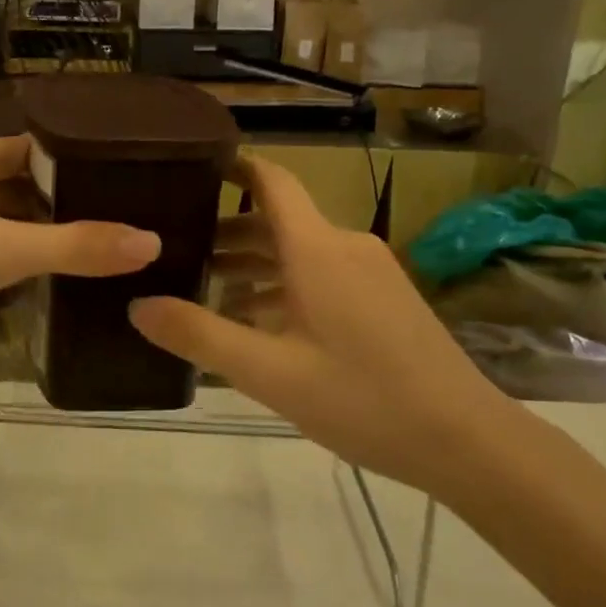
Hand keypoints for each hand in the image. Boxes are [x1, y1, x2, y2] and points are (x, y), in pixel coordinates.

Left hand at [0, 133, 160, 365]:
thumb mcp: (4, 252)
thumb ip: (77, 247)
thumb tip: (151, 243)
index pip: (26, 147)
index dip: (67, 166)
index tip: (110, 186)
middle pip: (4, 177)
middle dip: (46, 201)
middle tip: (98, 222)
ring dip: (17, 225)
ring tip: (67, 247)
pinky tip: (11, 270)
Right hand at [128, 155, 513, 495]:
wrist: (468, 440)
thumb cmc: (363, 398)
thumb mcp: (270, 372)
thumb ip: (199, 335)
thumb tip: (137, 305)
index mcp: (317, 249)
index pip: (271, 181)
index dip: (232, 166)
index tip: (189, 168)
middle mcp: (344, 246)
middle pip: (277, 220)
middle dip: (226, 231)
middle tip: (174, 250)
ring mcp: (369, 272)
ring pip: (298, 251)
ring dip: (253, 264)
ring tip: (204, 290)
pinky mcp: (384, 298)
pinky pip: (321, 275)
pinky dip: (283, 286)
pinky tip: (257, 323)